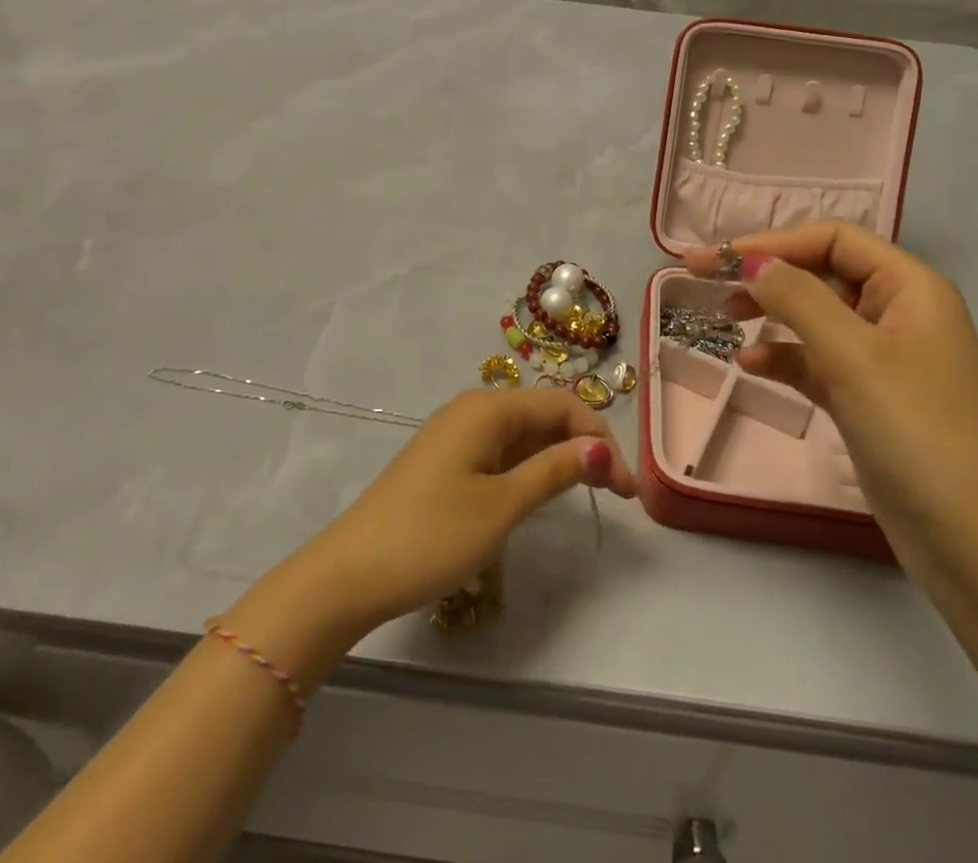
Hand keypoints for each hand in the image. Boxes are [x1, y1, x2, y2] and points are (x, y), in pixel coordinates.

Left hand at [287, 387, 637, 636]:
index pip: (562, 405)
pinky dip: (529, 468)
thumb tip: (599, 447)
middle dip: (583, 447)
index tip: (628, 489)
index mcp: (488, 408)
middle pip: (543, 415)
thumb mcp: (502, 505)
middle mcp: (473, 409)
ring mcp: (455, 434)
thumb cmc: (432, 536)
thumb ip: (554, 470)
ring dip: (558, 458)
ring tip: (590, 495)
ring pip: (522, 435)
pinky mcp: (444, 460)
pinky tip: (540, 493)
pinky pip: (499, 451)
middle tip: (617, 495)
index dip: (600, 439)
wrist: (350, 574)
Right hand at [688, 221, 977, 566]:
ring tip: (722, 318)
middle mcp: (898, 313)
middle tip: (703, 282)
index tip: (715, 259)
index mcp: (909, 287)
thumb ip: (797, 298)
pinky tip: (750, 365)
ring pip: (813, 317)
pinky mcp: (867, 399)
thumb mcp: (853, 356)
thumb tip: (750, 260)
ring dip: (769, 313)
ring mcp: (883, 359)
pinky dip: (782, 358)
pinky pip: (815, 361)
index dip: (772, 242)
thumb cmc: (919, 433)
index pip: (832, 239)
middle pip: (820, 273)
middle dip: (764, 274)